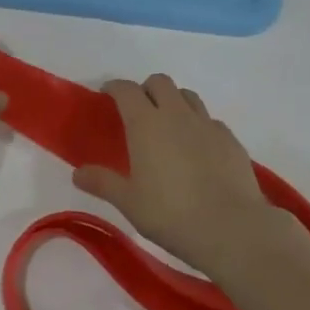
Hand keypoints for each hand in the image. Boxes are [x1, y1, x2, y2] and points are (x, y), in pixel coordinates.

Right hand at [73, 74, 271, 275]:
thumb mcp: (129, 202)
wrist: (231, 227)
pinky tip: (198, 150)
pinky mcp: (230, 139)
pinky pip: (210, 120)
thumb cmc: (171, 214)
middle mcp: (176, 114)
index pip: (126, 89)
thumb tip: (78, 173)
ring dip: (174, 101)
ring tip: (169, 126)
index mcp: (146, 123)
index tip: (107, 94)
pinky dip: (199, 125)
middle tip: (138, 111)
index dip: (114, 87)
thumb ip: (103, 183)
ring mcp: (207, 124)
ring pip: (187, 96)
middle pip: (160, 82)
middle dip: (146, 89)